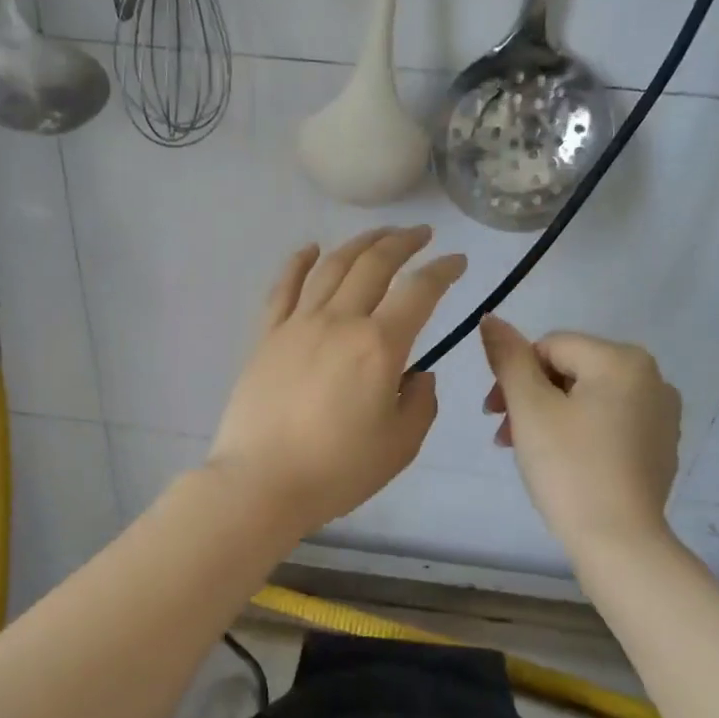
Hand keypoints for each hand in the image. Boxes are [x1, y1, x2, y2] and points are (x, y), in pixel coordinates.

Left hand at [209, 227, 466, 536]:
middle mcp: (339, 321)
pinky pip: (283, 287)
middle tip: (421, 235)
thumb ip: (420, 403)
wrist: (261, 482)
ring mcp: (297, 324)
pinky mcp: (266, 336)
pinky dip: (299, 262)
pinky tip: (310, 249)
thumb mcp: (400, 445)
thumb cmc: (337, 470)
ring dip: (359, 243)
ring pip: (331, 266)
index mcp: (378, 346)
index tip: (457, 262)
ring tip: (378, 235)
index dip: (443, 271)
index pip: (419, 291)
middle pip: (374, 264)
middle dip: (403, 242)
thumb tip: (418, 375)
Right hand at [480, 316, 681, 555]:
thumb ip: (508, 358)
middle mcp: (652, 377)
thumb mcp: (529, 407)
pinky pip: (609, 422)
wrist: (619, 541)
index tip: (494, 414)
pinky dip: (579, 433)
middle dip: (530, 397)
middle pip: (570, 370)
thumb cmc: (569, 467)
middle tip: (505, 436)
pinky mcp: (660, 445)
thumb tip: (491, 318)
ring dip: (549, 415)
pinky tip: (563, 463)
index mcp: (622, 359)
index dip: (514, 375)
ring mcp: (661, 414)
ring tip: (526, 451)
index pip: (550, 346)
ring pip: (588, 397)